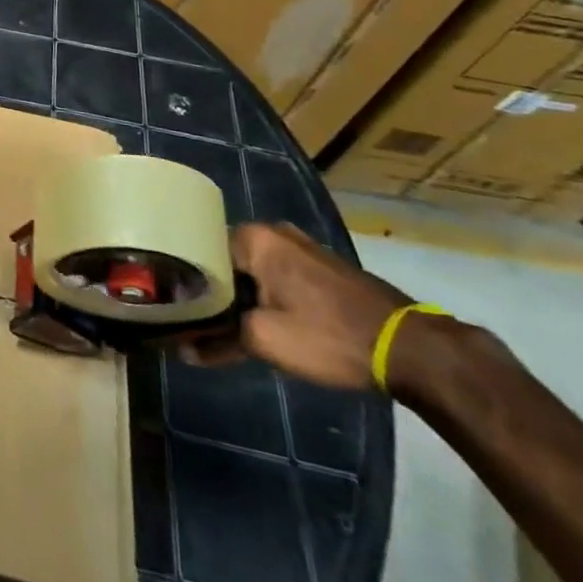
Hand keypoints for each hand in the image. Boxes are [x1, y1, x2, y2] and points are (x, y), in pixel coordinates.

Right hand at [181, 222, 410, 390]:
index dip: (184, 278)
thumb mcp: (264, 341)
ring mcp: (301, 246)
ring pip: (251, 267)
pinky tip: (256, 318)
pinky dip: (261, 293)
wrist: (409, 349)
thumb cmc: (328, 335)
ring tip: (219, 321)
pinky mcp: (320, 266)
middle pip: (225, 257)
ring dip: (237, 293)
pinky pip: (274, 273)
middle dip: (210, 287)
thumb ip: (217, 341)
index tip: (173, 304)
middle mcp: (274, 231)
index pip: (199, 248)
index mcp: (254, 237)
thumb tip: (181, 350)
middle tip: (193, 316)